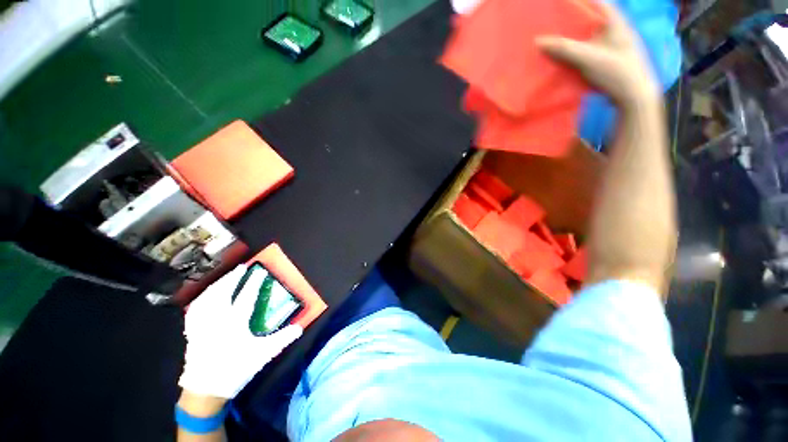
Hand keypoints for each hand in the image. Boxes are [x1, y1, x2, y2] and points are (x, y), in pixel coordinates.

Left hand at [178, 265, 302, 399]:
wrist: (205, 391)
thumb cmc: (235, 370)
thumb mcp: (263, 355)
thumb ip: (282, 339)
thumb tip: (299, 327)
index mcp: (234, 324)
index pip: (246, 297)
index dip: (254, 282)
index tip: (260, 271)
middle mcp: (216, 320)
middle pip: (222, 293)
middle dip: (232, 278)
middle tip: (241, 267)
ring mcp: (202, 325)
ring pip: (206, 298)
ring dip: (217, 285)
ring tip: (225, 277)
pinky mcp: (192, 332)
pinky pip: (194, 310)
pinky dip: (201, 299)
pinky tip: (204, 296)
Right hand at [537, 2, 660, 108]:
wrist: (633, 96)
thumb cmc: (615, 71)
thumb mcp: (588, 58)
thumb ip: (564, 48)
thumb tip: (538, 41)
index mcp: (615, 22)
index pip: (597, 3)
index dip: (579, 3)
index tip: (559, 6)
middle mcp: (615, 29)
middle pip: (590, 20)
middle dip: (572, 22)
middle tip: (552, 24)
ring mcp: (613, 45)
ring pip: (589, 36)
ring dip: (573, 38)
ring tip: (554, 40)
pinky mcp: (609, 59)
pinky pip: (589, 49)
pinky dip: (577, 51)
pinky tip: (565, 56)